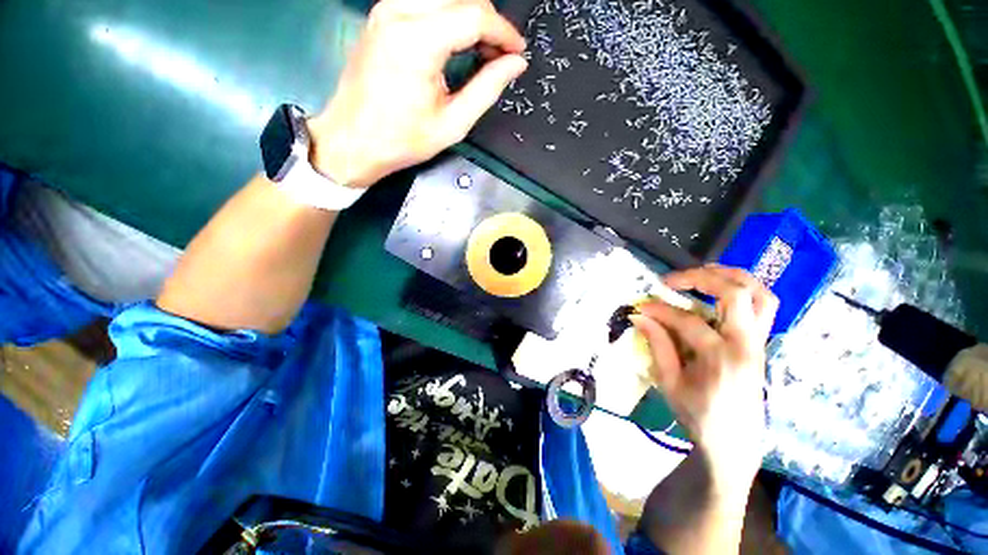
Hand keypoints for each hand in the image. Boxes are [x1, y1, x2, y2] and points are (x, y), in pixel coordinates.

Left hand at [308, 0, 527, 187]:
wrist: (352, 140)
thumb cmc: (402, 140)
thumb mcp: (452, 123)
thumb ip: (486, 88)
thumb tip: (515, 64)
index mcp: (417, 41)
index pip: (475, 16)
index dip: (504, 32)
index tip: (518, 52)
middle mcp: (399, 12)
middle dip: (489, 24)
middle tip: (501, 56)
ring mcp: (386, 10)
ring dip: (470, 18)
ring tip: (482, 51)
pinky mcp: (381, 16)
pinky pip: (425, 4)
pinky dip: (449, 18)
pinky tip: (457, 43)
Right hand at [631, 264, 777, 495]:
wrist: (735, 444)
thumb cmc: (698, 416)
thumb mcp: (670, 384)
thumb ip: (657, 345)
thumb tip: (640, 317)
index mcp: (721, 359)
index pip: (687, 321)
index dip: (660, 309)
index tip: (641, 306)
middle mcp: (747, 344)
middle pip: (735, 293)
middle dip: (700, 277)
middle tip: (672, 280)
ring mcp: (759, 342)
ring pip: (760, 294)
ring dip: (731, 276)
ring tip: (701, 273)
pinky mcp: (761, 343)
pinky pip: (764, 305)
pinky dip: (744, 289)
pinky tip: (720, 290)